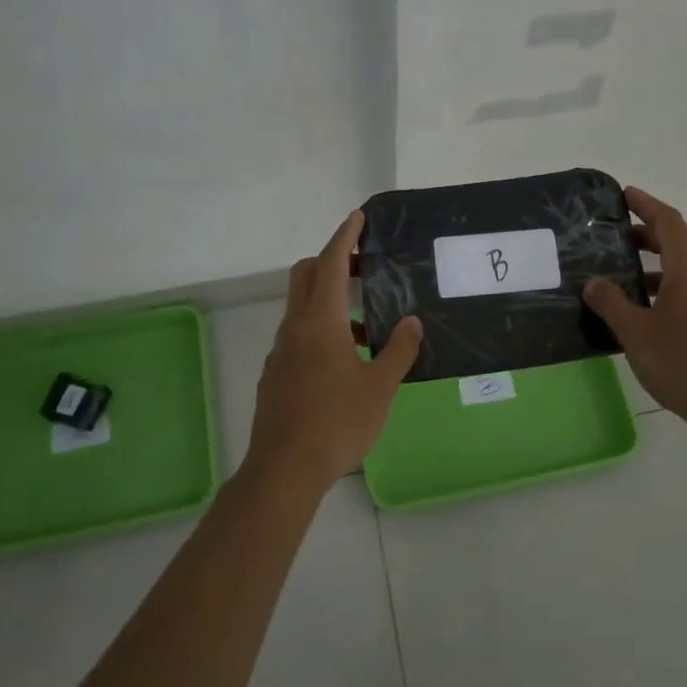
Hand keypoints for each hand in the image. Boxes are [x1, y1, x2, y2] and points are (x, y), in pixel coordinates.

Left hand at [248, 210, 423, 487]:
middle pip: (306, 275)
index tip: (357, 217)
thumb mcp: (380, 387)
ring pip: (300, 306)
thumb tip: (411, 321)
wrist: (284, 468)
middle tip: (363, 266)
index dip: (344, 237)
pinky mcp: (275, 372)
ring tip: (366, 325)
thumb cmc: (338, 423)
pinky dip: (319, 327)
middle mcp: (295, 327)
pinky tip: (344, 360)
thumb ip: (398, 350)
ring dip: (328, 298)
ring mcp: (280, 350)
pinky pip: (297, 334)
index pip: (331, 264)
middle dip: (332, 260)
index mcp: (321, 322)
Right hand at [584, 187, 686, 437]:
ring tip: (624, 273)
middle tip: (617, 235)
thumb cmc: (682, 362)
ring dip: (656, 264)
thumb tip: (594, 281)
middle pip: (680, 243)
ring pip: (685, 270)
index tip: (625, 195)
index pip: (669, 223)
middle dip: (649, 233)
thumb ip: (612, 303)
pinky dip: (665, 288)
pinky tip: (644, 310)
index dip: (647, 205)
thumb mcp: (635, 332)